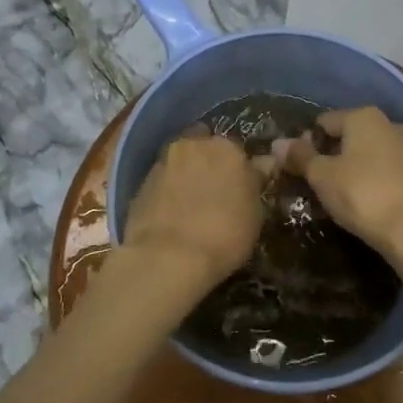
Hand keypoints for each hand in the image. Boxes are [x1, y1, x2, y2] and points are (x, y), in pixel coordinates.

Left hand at [123, 129, 264, 288]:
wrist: (167, 257)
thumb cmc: (224, 234)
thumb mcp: (255, 213)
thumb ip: (255, 182)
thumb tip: (261, 164)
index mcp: (227, 147)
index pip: (238, 150)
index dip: (240, 169)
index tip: (241, 188)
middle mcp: (193, 145)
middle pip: (205, 147)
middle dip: (210, 163)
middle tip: (215, 192)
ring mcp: (164, 161)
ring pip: (181, 162)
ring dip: (187, 174)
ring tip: (191, 204)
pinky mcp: (141, 182)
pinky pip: (163, 181)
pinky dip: (168, 190)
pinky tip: (172, 213)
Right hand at [261, 107, 402, 263]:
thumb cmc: (361, 194)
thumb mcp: (322, 176)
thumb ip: (300, 156)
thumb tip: (278, 143)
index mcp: (363, 116)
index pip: (323, 122)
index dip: (306, 143)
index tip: (298, 169)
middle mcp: (387, 123)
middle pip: (346, 135)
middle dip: (328, 155)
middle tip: (313, 183)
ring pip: (364, 152)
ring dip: (348, 168)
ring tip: (334, 195)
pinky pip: (381, 167)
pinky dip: (367, 178)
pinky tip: (360, 200)